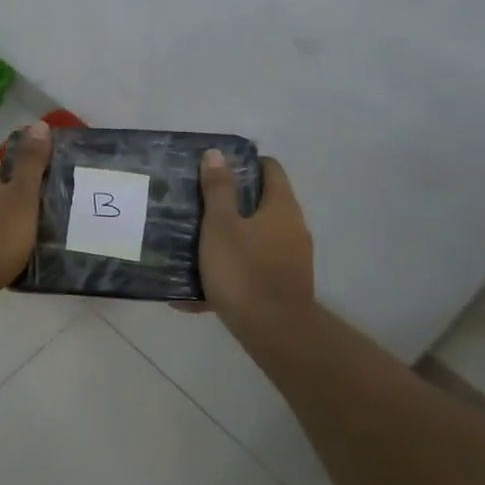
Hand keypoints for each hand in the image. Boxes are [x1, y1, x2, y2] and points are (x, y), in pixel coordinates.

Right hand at [193, 150, 315, 329]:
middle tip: (196, 205)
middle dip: (230, 203)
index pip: (270, 169)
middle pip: (261, 204)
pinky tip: (195, 291)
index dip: (244, 163)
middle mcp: (292, 228)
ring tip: (191, 245)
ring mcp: (290, 259)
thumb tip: (217, 153)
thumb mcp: (221, 225)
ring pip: (254, 239)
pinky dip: (228, 272)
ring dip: (227, 239)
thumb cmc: (244, 270)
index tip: (215, 169)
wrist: (274, 331)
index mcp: (281, 207)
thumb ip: (218, 189)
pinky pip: (250, 270)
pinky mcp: (282, 286)